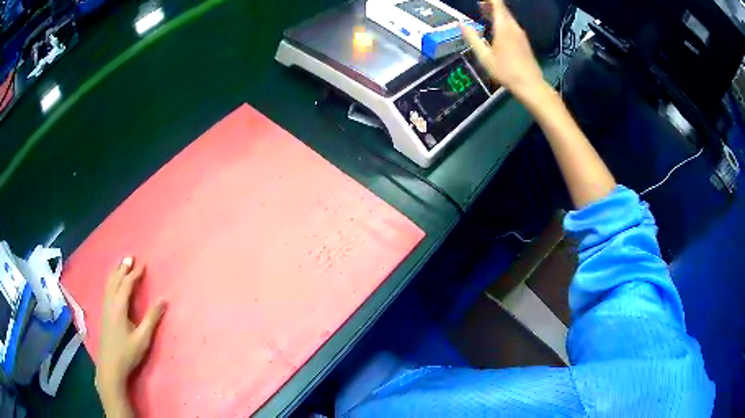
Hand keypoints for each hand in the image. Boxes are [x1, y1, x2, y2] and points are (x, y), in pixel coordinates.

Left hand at [96, 256, 166, 416]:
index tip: (143, 265)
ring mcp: (105, 308)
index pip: (127, 285)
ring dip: (116, 272)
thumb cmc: (128, 353)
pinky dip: (111, 281)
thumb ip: (152, 318)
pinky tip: (112, 283)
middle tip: (131, 257)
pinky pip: (107, 290)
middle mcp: (110, 303)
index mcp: (119, 307)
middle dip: (123, 268)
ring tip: (121, 264)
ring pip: (109, 284)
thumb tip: (164, 300)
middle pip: (115, 280)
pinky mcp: (104, 314)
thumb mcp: (143, 338)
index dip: (135, 274)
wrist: (110, 366)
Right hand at [460, 0, 545, 99]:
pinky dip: (502, 20)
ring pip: (508, 16)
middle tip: (479, 5)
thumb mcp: (484, 56)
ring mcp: (520, 34)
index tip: (479, 1)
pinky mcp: (524, 41)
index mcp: (503, 27)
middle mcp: (513, 27)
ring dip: (496, 12)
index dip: (488, 0)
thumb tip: (461, 24)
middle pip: (503, 8)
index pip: (497, 4)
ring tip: (484, 13)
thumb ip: (472, 38)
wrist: (530, 85)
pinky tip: (496, 28)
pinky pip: (511, 24)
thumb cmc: (506, 71)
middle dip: (490, 4)